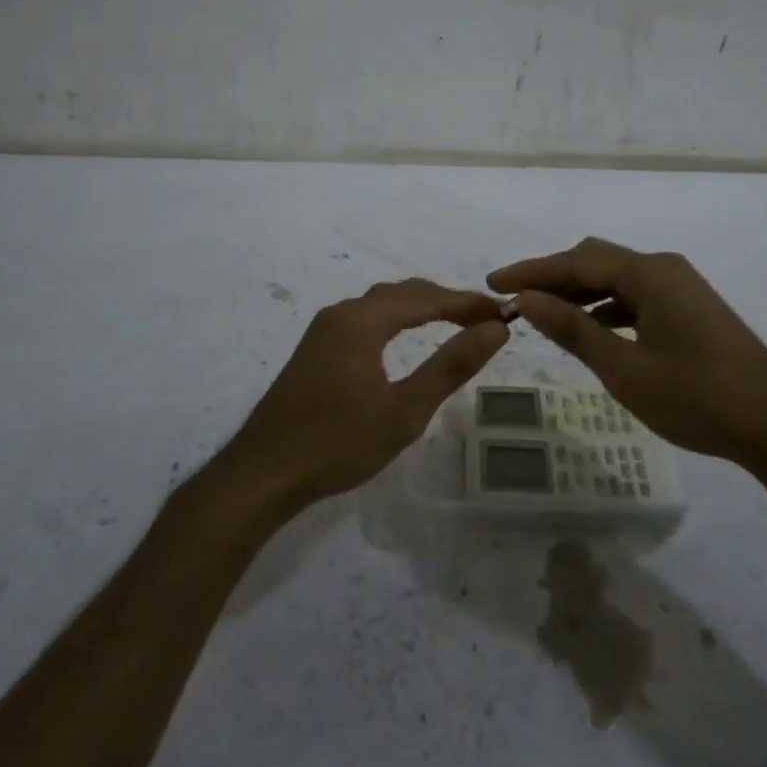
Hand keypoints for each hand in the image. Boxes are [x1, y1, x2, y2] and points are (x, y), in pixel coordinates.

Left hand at [220, 278, 509, 509]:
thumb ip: (451, 365)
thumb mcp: (404, 410)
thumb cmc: (337, 443)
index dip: (468, 303)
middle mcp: (341, 313)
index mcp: (362, 320)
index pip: (427, 298)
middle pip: (403, 293)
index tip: (504, 314)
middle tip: (485, 321)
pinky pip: (366, 319)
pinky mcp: (316, 349)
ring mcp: (324, 330)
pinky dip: (397, 321)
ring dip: (421, 308)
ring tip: (456, 324)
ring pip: (382, 304)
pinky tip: (406, 340)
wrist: (263, 473)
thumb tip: (494, 330)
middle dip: (446, 301)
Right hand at [488, 238, 766, 499]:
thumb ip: (573, 329)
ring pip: (617, 280)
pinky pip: (637, 297)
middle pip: (596, 261)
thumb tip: (527, 299)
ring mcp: (682, 288)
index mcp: (650, 273)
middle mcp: (665, 269)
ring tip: (543, 316)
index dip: (532, 271)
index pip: (577, 260)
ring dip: (579, 294)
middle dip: (553, 278)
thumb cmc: (698, 398)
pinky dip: (606, 308)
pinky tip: (590, 330)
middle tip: (515, 301)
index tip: (493, 283)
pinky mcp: (691, 310)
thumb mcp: (625, 368)